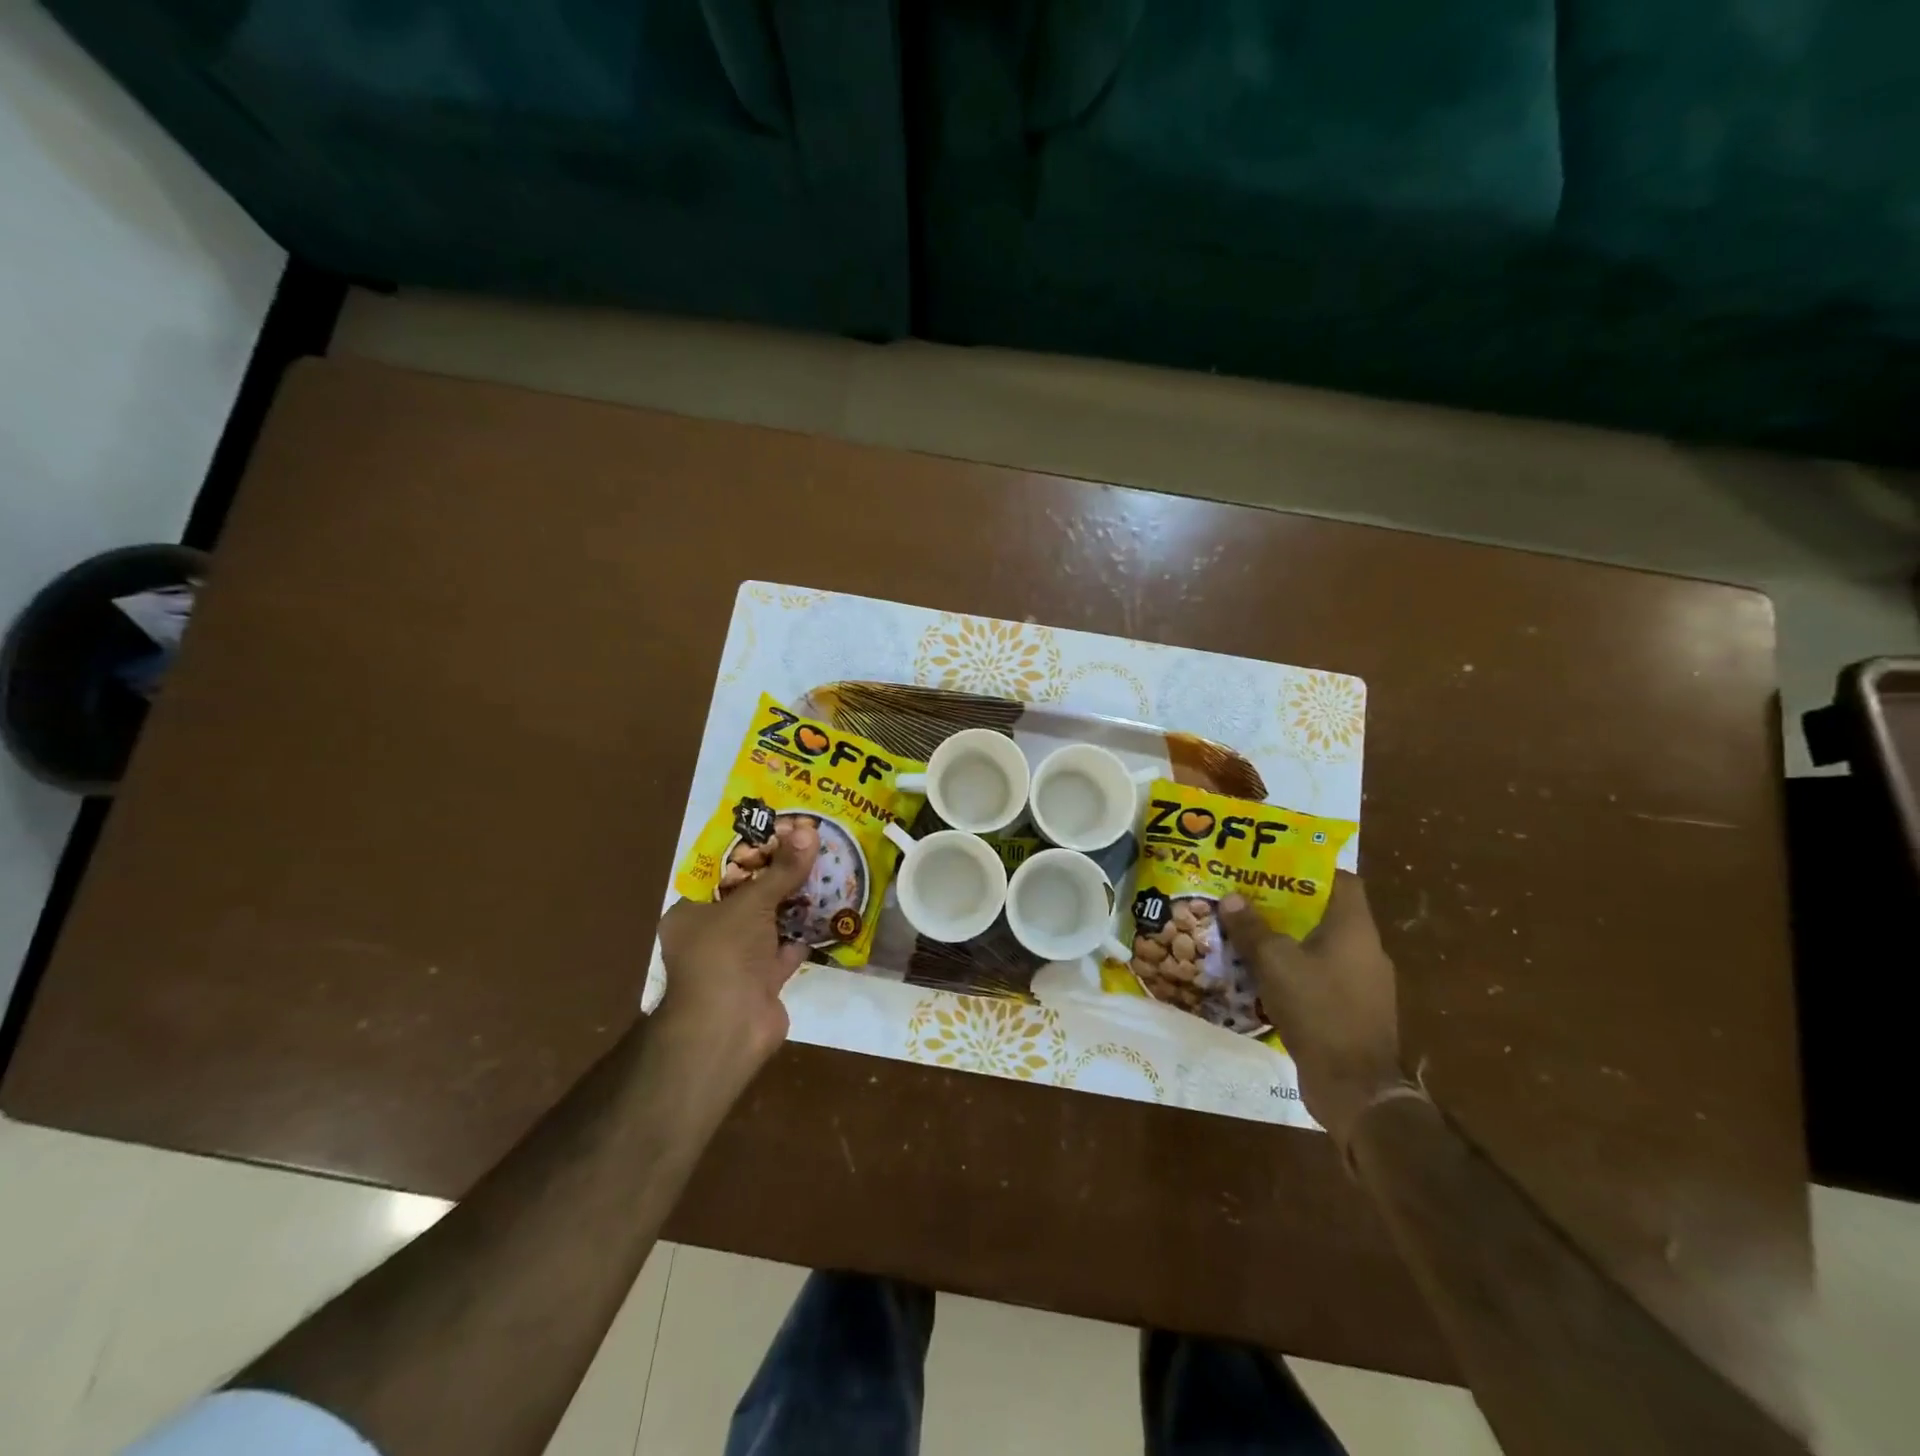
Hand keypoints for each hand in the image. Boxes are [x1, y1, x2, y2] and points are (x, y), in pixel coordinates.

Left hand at [654, 821, 819, 1079]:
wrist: (728, 1030)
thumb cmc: (724, 955)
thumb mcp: (752, 903)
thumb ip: (782, 870)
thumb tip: (809, 831)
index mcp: (692, 911)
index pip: (721, 870)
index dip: (751, 849)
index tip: (780, 829)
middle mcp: (712, 933)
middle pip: (749, 895)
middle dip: (779, 873)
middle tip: (810, 844)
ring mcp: (738, 959)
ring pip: (770, 921)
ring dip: (796, 901)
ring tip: (826, 868)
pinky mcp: (763, 980)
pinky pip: (787, 948)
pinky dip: (806, 933)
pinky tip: (831, 909)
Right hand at [1219, 872, 1407, 1150]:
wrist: (1354, 1087)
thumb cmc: (1318, 1009)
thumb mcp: (1274, 962)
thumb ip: (1252, 929)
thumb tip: (1231, 898)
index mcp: (1355, 929)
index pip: (1343, 881)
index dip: (1311, 870)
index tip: (1276, 867)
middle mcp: (1367, 951)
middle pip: (1328, 915)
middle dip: (1289, 906)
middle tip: (1250, 898)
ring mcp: (1365, 985)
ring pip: (1323, 949)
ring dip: (1290, 942)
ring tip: (1251, 935)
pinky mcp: (1354, 1013)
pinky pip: (1323, 979)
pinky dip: (1297, 973)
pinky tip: (1265, 978)